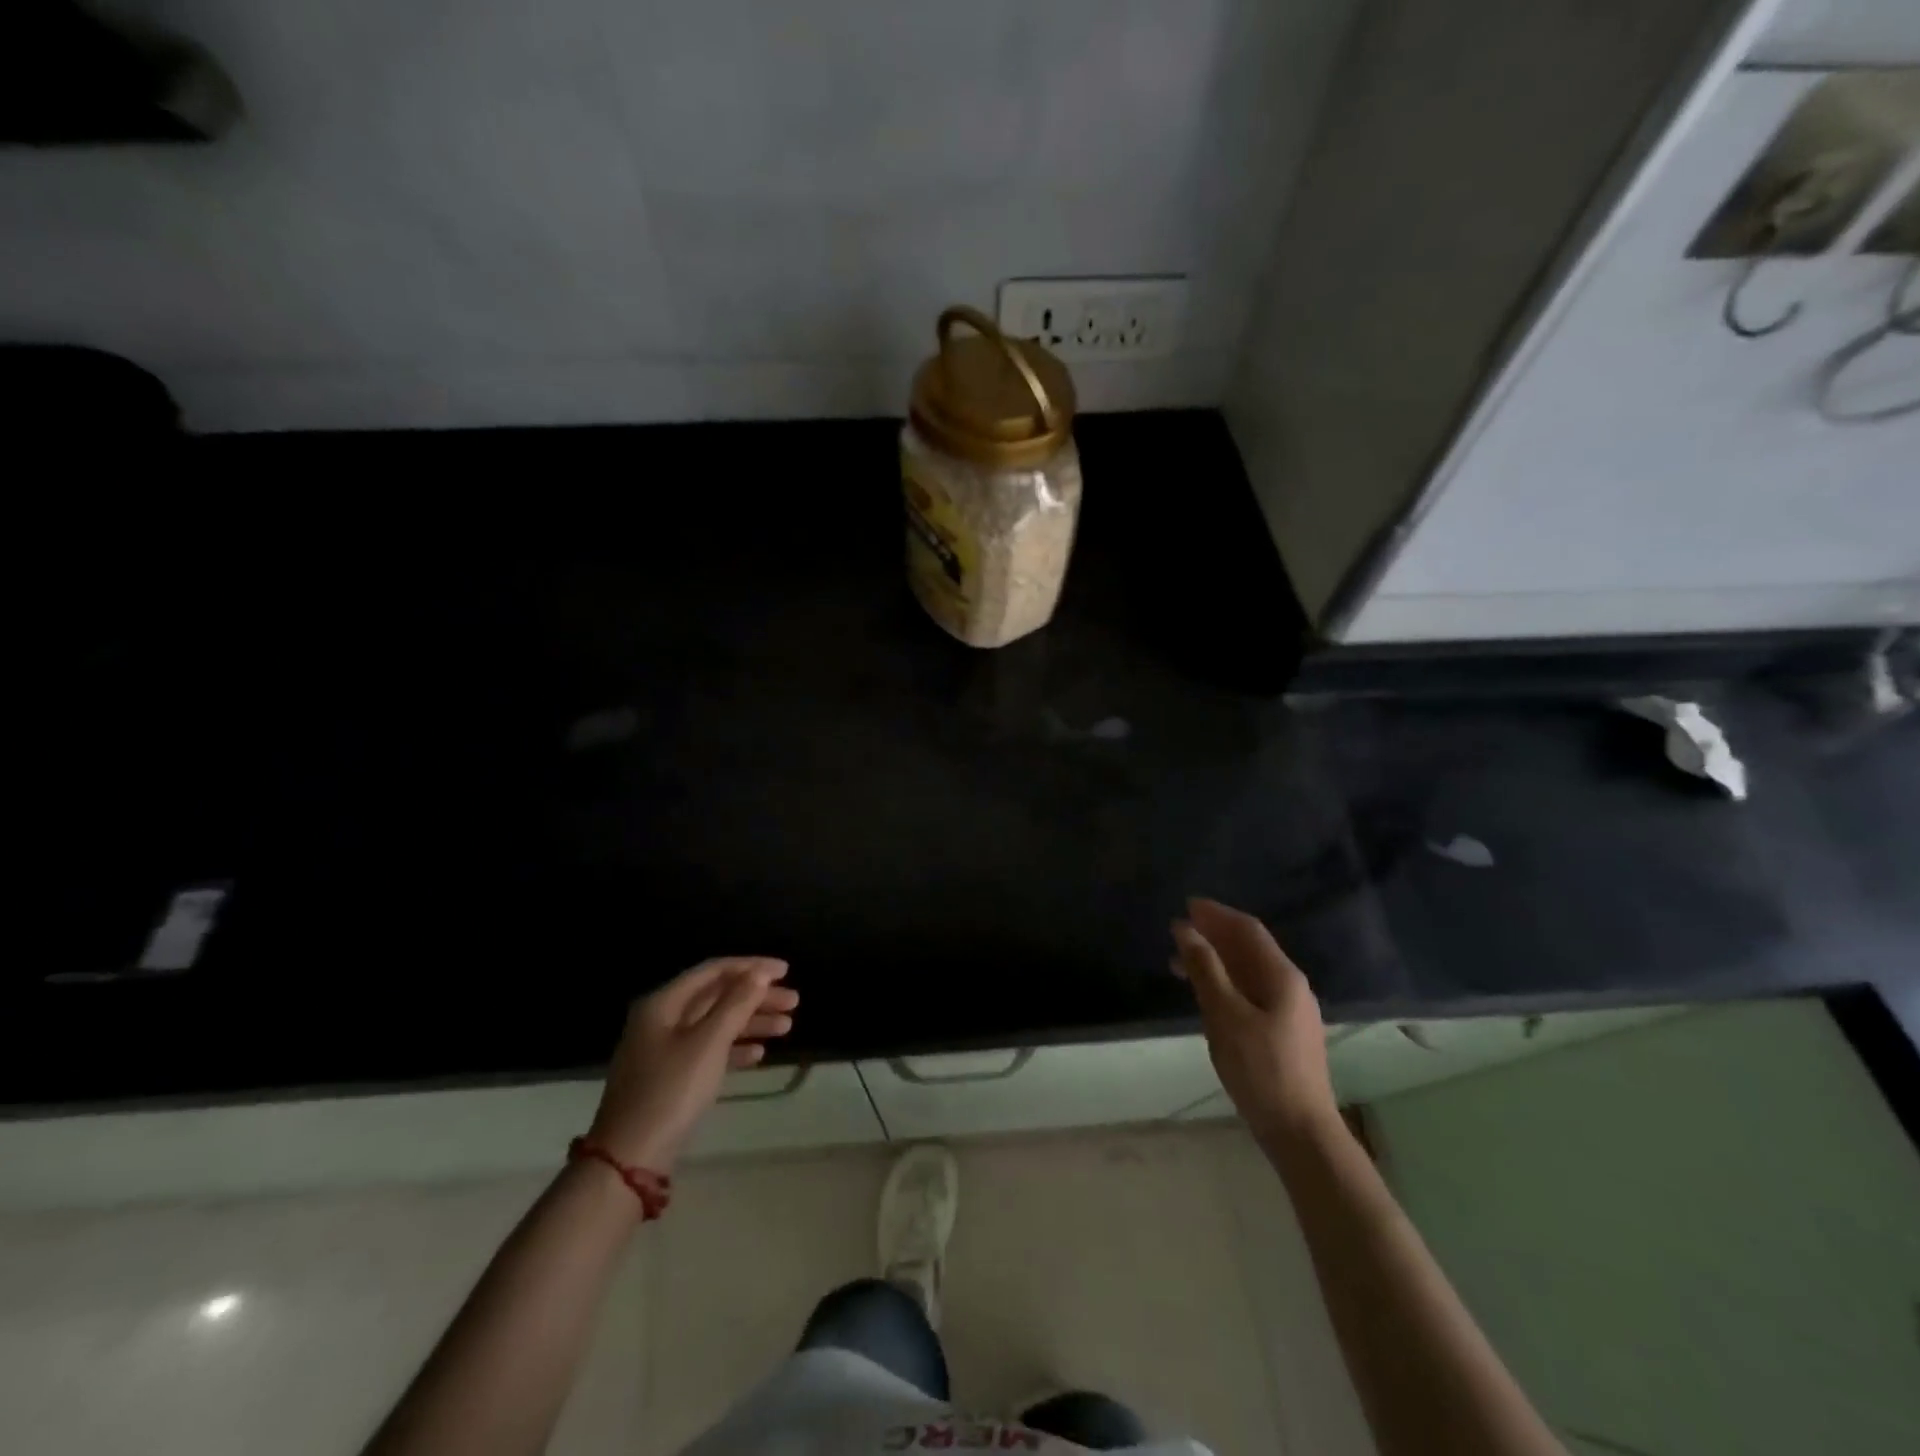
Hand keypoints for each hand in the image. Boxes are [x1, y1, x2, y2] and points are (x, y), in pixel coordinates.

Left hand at [586, 957, 797, 1172]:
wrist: (629, 1159)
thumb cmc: (671, 1091)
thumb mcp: (708, 1043)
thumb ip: (736, 1004)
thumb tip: (759, 974)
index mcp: (664, 1003)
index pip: (713, 970)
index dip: (751, 967)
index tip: (785, 970)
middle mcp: (662, 1019)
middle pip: (716, 996)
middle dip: (756, 997)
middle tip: (793, 1002)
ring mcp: (664, 1049)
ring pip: (715, 1024)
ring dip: (751, 1022)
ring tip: (787, 1027)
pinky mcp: (670, 1076)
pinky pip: (708, 1050)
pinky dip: (734, 1048)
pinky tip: (759, 1055)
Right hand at [1172, 898, 1338, 1141]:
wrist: (1300, 1131)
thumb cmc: (1260, 1069)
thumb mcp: (1224, 1015)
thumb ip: (1205, 968)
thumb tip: (1185, 929)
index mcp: (1282, 976)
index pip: (1247, 929)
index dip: (1216, 913)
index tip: (1186, 905)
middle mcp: (1291, 986)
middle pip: (1250, 948)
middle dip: (1214, 934)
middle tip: (1178, 931)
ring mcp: (1291, 1010)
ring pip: (1249, 971)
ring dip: (1217, 960)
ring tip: (1181, 963)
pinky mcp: (1284, 1032)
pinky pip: (1251, 991)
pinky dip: (1225, 982)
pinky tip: (1207, 995)